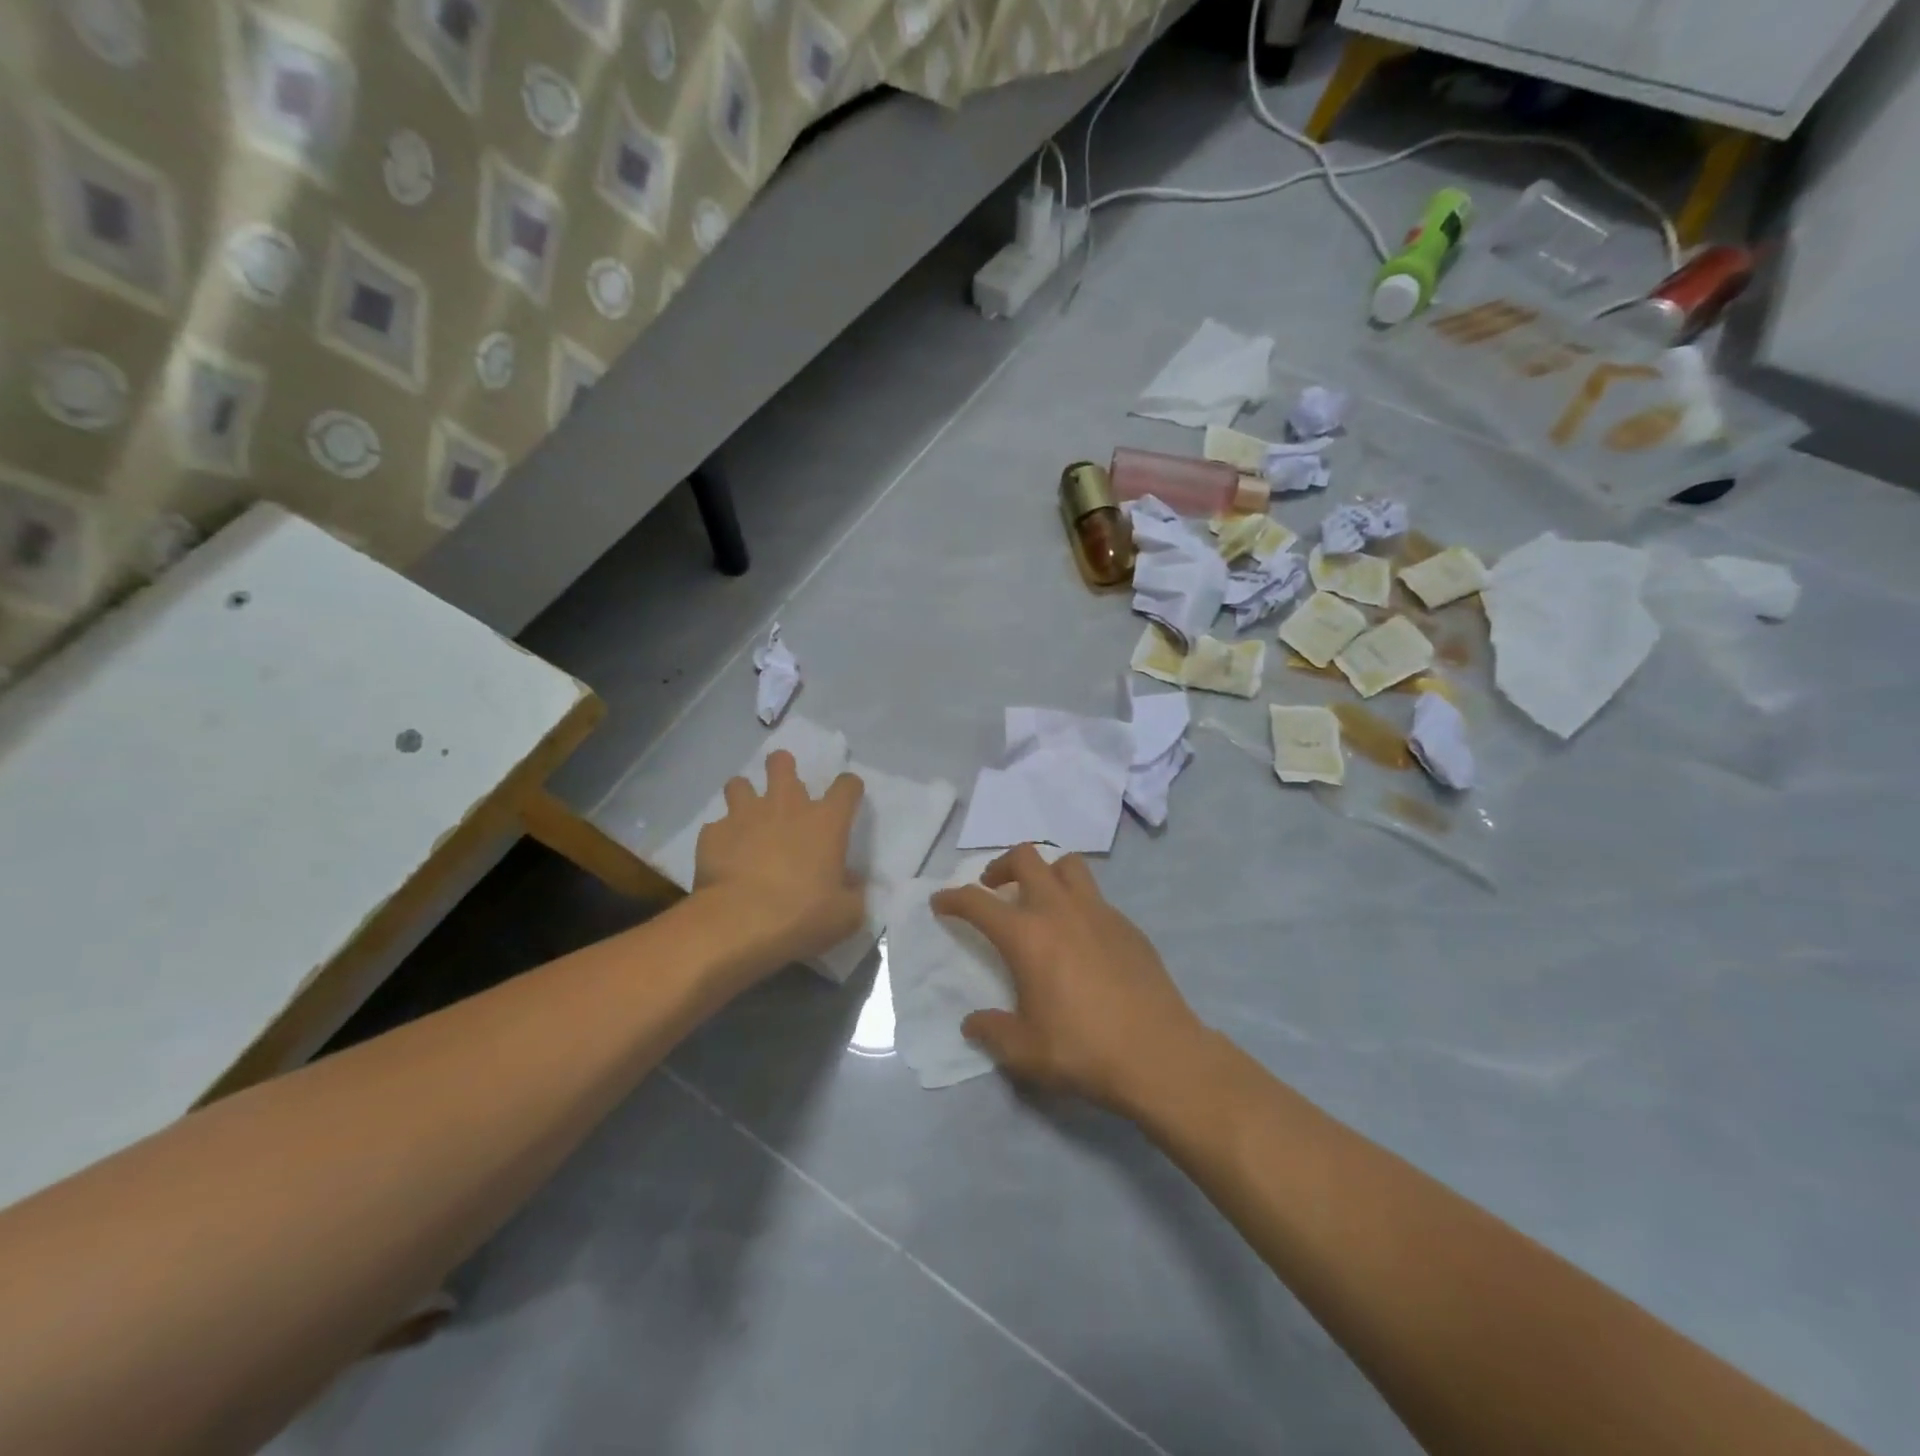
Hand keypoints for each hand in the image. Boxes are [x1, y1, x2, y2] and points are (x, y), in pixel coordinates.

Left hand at [693, 750, 865, 976]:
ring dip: (744, 795)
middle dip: (782, 767)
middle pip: (782, 764)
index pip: (846, 787)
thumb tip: (849, 880)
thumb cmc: (803, 916)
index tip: (847, 798)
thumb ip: (852, 892)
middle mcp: (786, 807)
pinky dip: (721, 837)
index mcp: (826, 822)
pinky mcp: (713, 834)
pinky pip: (716, 826)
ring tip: (746, 817)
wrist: (740, 924)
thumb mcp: (846, 914)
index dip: (849, 788)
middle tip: (784, 787)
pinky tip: (723, 856)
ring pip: (739, 784)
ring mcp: (745, 816)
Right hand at [929, 844, 1206, 1113]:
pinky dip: (1077, 902)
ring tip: (1039, 898)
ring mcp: (1099, 912)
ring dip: (1046, 872)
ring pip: (1067, 864)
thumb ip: (992, 1031)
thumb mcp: (1025, 1051)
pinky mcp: (1128, 924)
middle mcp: (1060, 910)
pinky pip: (1096, 896)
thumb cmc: (1083, 1050)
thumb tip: (973, 1023)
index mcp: (1027, 935)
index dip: (953, 898)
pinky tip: (1080, 936)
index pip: (977, 902)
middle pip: (1026, 858)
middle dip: (1001, 866)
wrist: (1159, 1054)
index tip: (941, 901)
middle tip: (994, 888)